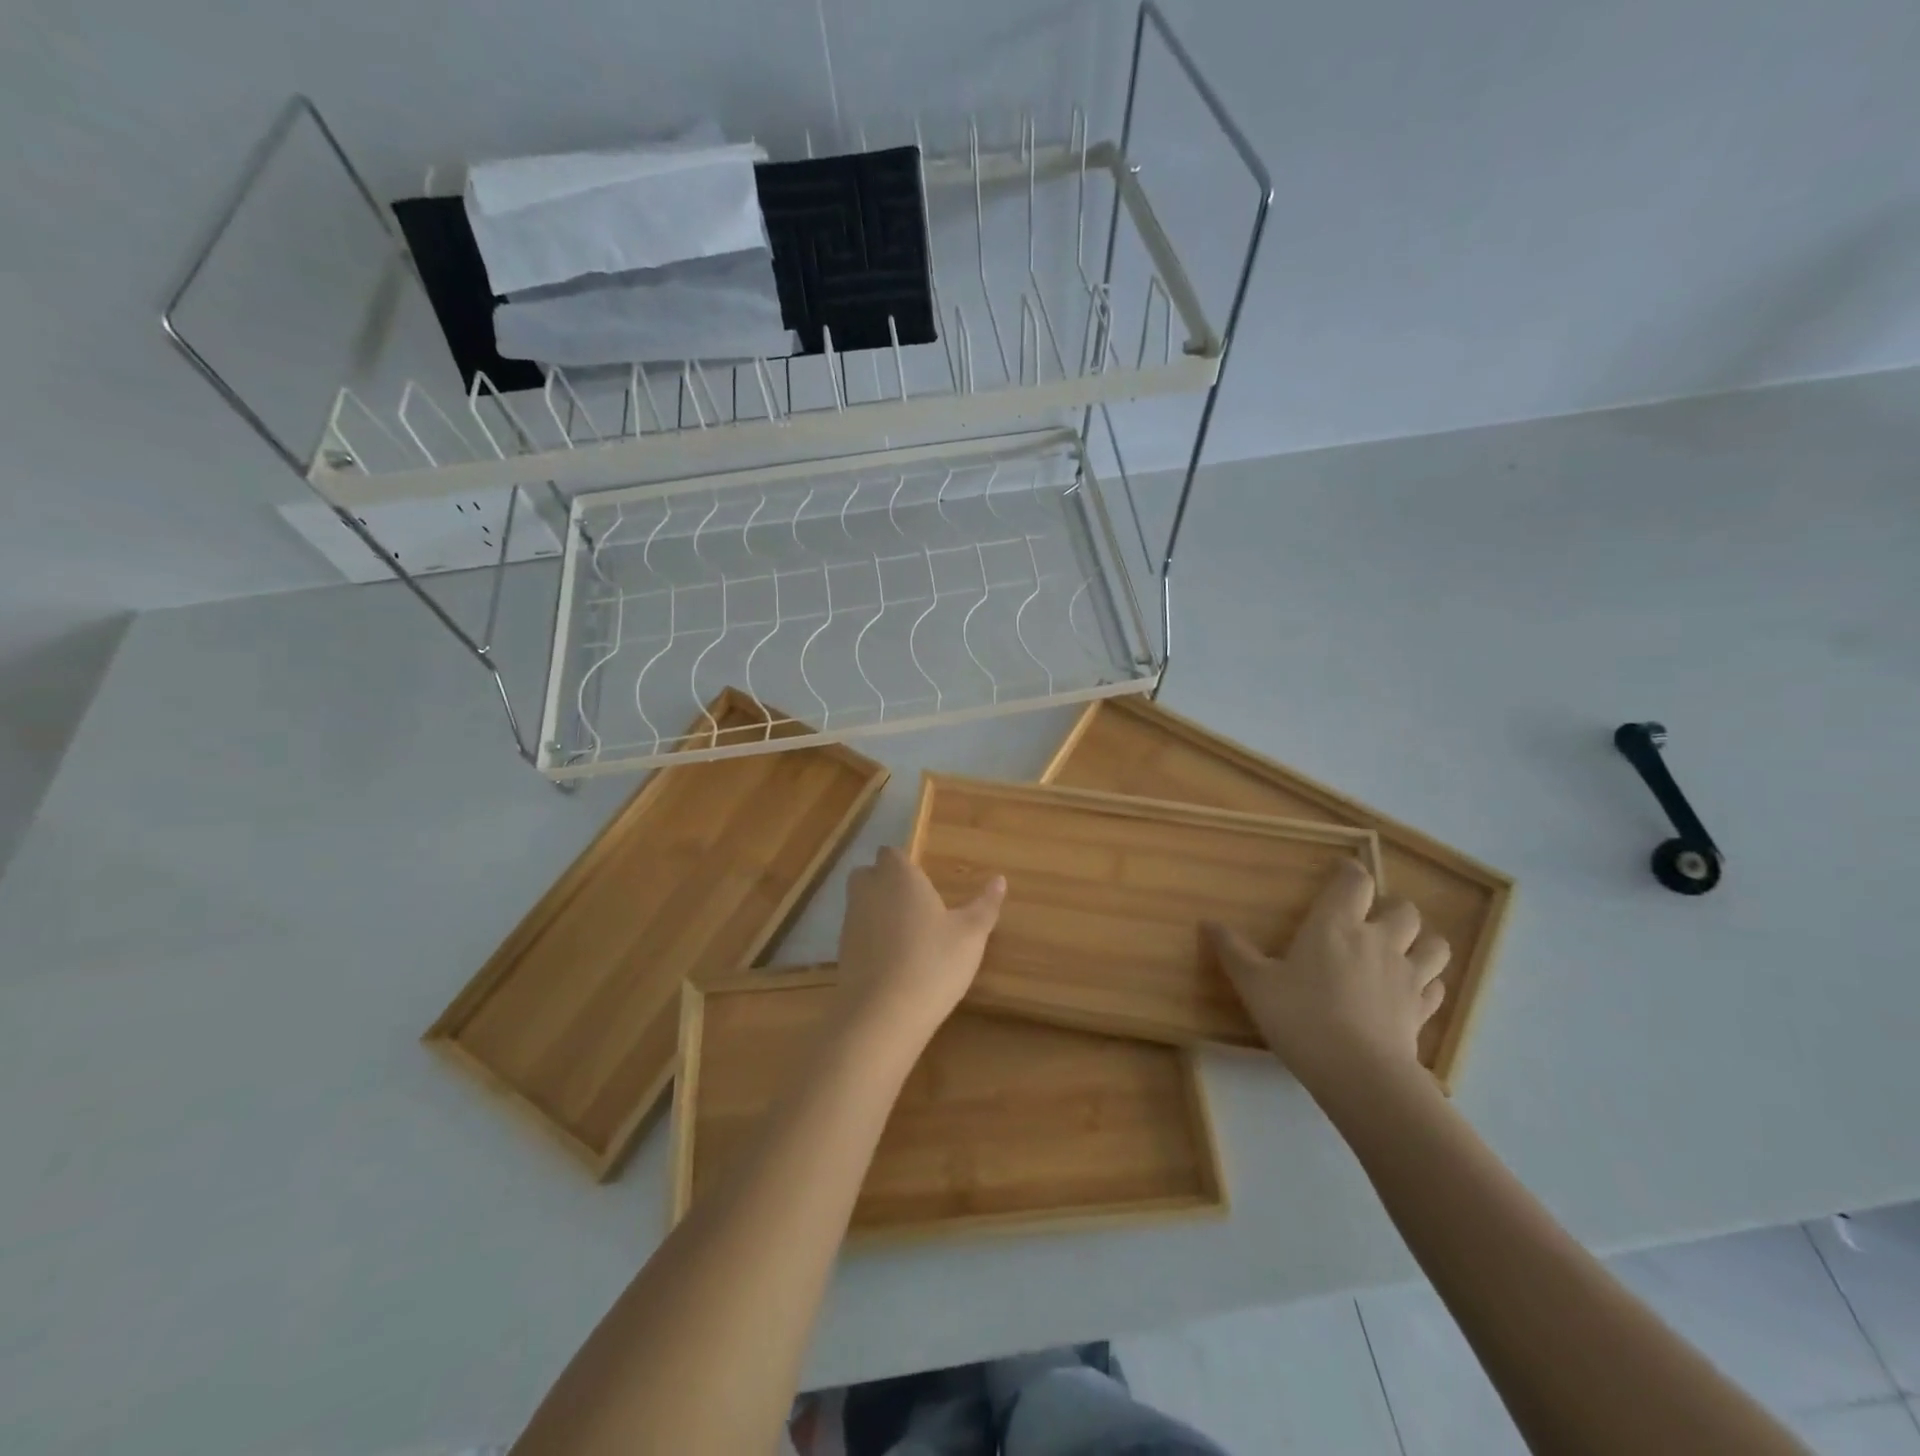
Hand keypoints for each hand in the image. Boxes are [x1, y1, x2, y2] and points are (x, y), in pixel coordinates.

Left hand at [833, 847, 1005, 1044]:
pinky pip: (858, 933)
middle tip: (915, 904)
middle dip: (885, 882)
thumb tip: (1000, 880)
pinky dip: (871, 939)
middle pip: (869, 873)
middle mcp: (869, 891)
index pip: (892, 853)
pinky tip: (893, 960)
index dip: (905, 864)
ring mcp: (850, 921)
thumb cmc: (933, 962)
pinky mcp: (841, 952)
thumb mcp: (971, 935)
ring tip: (908, 935)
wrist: (883, 1014)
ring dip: (878, 911)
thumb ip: (985, 905)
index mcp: (899, 877)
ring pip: (861, 903)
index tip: (924, 882)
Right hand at [1205, 859, 1449, 1096]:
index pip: (1355, 881)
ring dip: (1420, 940)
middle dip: (1390, 906)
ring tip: (1402, 948)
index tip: (1340, 871)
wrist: (1358, 1074)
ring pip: (1433, 944)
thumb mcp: (1254, 984)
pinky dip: (1427, 982)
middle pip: (1403, 908)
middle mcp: (1377, 941)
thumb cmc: (1301, 1017)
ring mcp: (1407, 976)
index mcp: (1335, 925)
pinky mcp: (1422, 1010)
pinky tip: (1411, 989)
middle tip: (1370, 917)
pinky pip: (1436, 986)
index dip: (1350, 871)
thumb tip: (1208, 923)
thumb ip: (1233, 951)